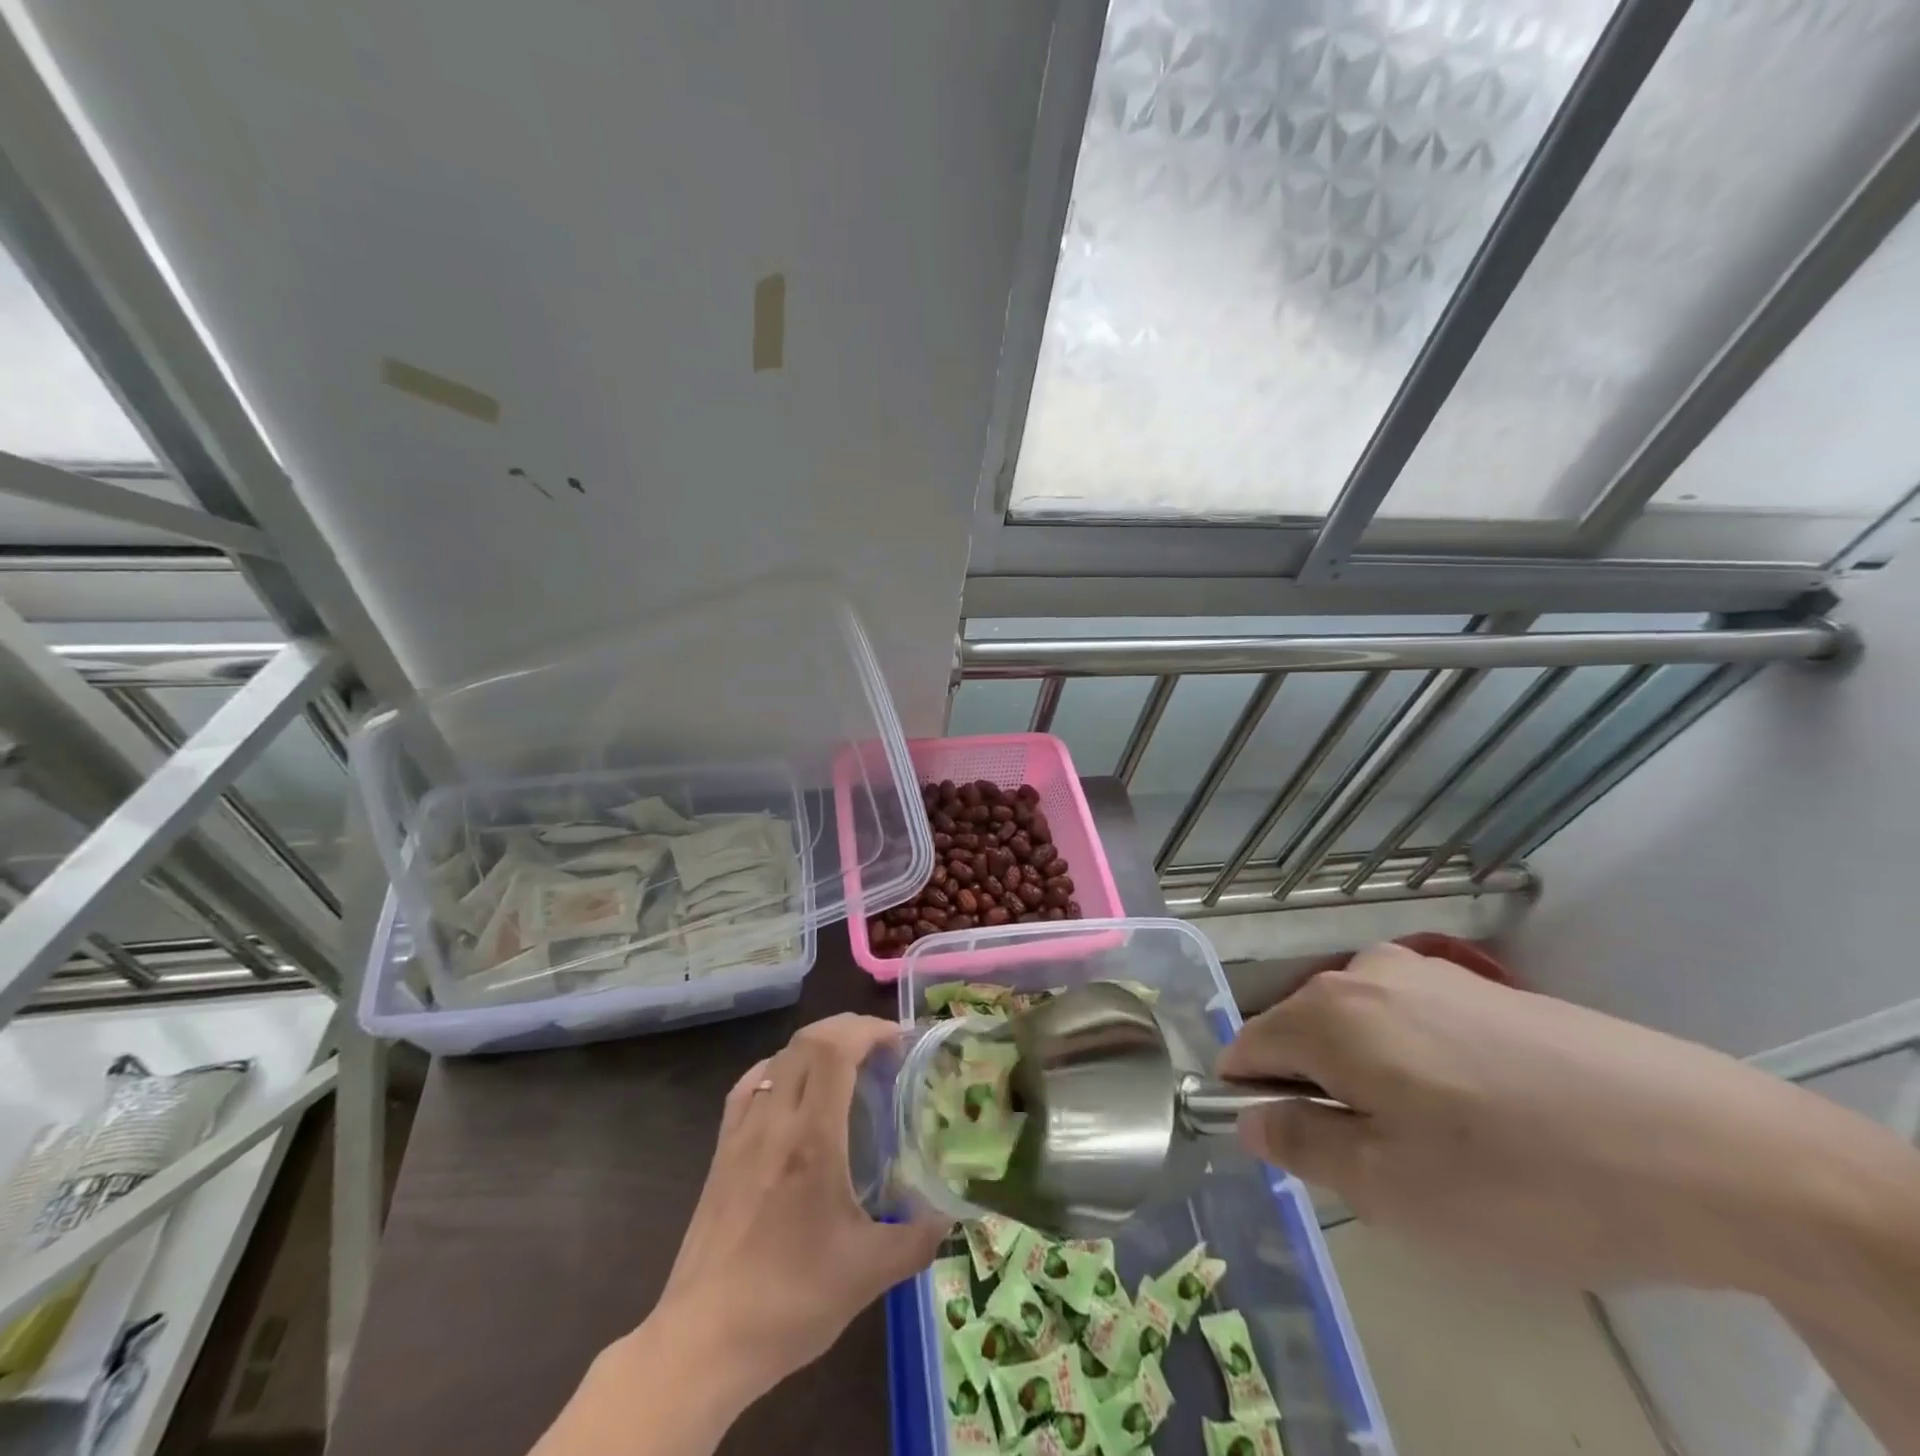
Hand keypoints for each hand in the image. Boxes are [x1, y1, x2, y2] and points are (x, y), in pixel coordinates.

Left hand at [652, 1013, 947, 1399]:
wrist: (702, 1343)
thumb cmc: (789, 1302)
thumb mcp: (868, 1275)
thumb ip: (918, 1239)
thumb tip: (952, 1215)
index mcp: (811, 1139)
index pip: (834, 1049)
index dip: (868, 1029)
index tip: (898, 1042)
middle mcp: (773, 1121)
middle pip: (807, 1041)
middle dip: (848, 1029)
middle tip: (881, 1050)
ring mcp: (741, 1133)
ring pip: (779, 1057)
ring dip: (816, 1046)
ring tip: (845, 1067)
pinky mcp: (721, 1151)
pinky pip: (751, 1084)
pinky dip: (780, 1069)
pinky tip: (793, 1092)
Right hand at [1217, 943, 1902, 1293]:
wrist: (1708, 1150)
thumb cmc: (1520, 1178)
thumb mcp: (1389, 1188)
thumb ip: (1300, 1145)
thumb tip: (1251, 1119)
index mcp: (1327, 1012)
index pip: (1247, 1049)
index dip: (1257, 1104)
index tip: (1304, 1156)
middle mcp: (1364, 972)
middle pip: (1303, 1036)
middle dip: (1322, 1096)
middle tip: (1387, 1168)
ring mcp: (1428, 973)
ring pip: (1360, 1032)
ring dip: (1374, 1084)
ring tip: (1447, 1148)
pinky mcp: (1483, 989)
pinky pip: (1413, 1026)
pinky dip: (1422, 1069)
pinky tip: (1491, 1119)